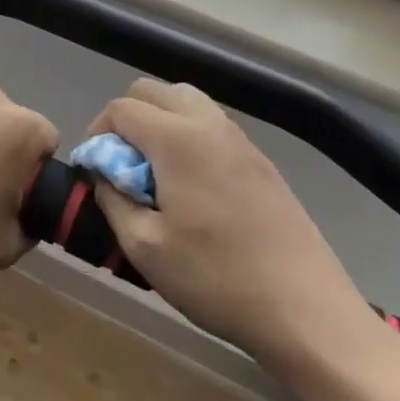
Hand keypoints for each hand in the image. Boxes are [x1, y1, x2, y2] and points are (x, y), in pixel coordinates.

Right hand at [88, 79, 385, 378]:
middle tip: (121, 165)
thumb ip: (113, 199)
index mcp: (177, 139)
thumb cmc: (216, 278)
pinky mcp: (262, 161)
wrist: (305, 309)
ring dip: (160, 124)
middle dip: (127, 118)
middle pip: (155, 91)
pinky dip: (189, 138)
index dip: (97, 133)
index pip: (121, 108)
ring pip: (187, 103)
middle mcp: (209, 125)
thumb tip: (104, 174)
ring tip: (154, 174)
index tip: (95, 170)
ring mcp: (241, 140)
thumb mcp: (144, 247)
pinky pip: (212, 127)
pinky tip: (191, 189)